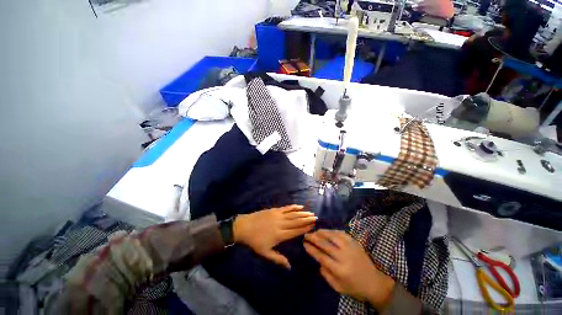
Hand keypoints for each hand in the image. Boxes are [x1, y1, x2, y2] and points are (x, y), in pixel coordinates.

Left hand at [234, 205, 316, 268]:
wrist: (245, 227)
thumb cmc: (254, 241)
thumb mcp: (265, 253)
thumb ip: (278, 259)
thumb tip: (289, 267)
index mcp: (280, 235)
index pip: (296, 231)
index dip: (305, 229)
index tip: (313, 226)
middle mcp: (281, 224)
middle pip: (296, 222)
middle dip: (307, 220)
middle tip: (316, 217)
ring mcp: (278, 216)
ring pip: (293, 214)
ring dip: (303, 213)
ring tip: (311, 213)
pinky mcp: (275, 210)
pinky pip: (286, 208)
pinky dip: (293, 207)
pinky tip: (300, 206)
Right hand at [304, 230, 395, 310]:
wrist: (374, 283)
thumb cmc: (355, 287)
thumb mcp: (338, 287)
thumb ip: (326, 275)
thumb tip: (318, 261)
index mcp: (339, 269)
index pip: (321, 256)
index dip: (311, 249)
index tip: (304, 244)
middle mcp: (344, 256)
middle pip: (325, 244)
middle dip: (313, 238)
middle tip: (306, 235)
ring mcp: (350, 247)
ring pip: (332, 236)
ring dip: (322, 232)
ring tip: (315, 231)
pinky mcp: (355, 243)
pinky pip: (341, 233)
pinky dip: (333, 231)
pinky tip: (328, 231)